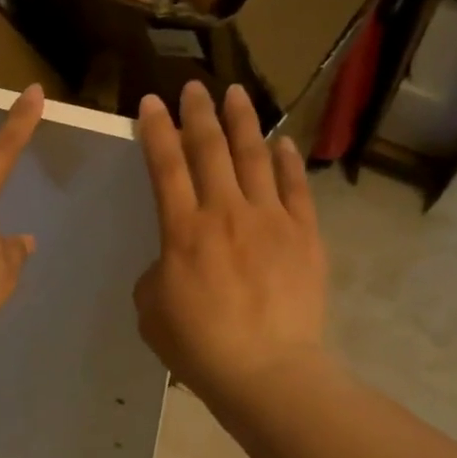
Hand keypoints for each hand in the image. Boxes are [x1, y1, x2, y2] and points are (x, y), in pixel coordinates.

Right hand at [134, 82, 328, 405]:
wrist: (265, 369)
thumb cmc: (198, 346)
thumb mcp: (151, 310)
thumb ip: (158, 272)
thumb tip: (175, 260)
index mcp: (183, 231)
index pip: (166, 166)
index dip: (157, 131)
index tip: (152, 103)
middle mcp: (226, 213)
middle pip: (210, 149)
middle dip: (198, 114)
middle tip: (193, 88)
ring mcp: (270, 220)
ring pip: (255, 157)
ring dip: (243, 122)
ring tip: (235, 94)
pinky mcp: (304, 235)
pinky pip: (295, 187)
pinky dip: (287, 161)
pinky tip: (281, 142)